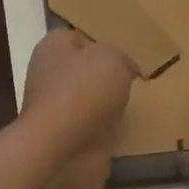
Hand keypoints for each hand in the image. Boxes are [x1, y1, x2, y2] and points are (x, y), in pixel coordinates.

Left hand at [19, 29, 138, 188]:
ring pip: (90, 101)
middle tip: (137, 79)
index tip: (128, 53)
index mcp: (53, 48)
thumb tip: (124, 68)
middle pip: (85, 71)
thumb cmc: (83, 91)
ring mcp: (56, 111)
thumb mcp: (112, 57)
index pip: (78, 37)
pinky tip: (129, 129)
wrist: (63, 151)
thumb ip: (121, 56)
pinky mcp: (66, 140)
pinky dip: (109, 131)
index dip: (103, 42)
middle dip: (108, 76)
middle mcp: (49, 77)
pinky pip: (94, 129)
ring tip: (138, 105)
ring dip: (110, 105)